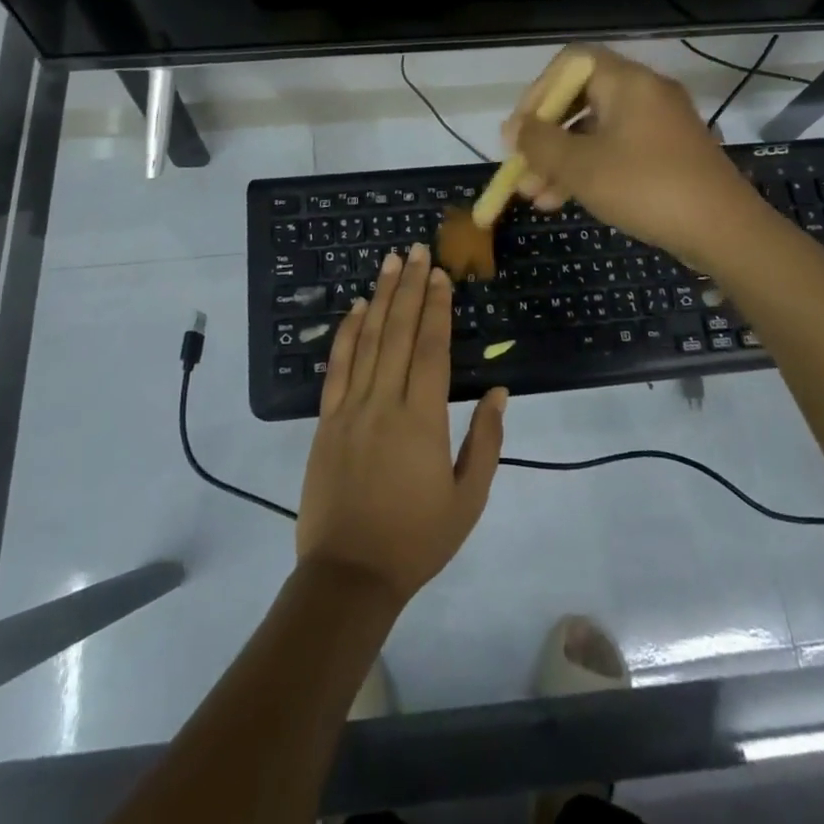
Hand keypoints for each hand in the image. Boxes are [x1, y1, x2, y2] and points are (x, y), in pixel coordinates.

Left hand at [297, 243, 506, 609]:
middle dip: (409, 287)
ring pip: (366, 340)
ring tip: (389, 263)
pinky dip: (345, 333)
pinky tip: (354, 308)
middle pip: (398, 332)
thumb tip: (497, 392)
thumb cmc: (416, 539)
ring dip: (379, 298)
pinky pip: (336, 367)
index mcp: (422, 419)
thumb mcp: (467, 499)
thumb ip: (485, 441)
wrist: (349, 573)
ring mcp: (350, 408)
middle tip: (416, 250)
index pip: (430, 348)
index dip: (436, 307)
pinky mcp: (326, 419)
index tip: (439, 275)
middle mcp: (384, 402)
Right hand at [503, 44, 763, 271]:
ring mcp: (658, 126)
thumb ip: (540, 143)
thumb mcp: (581, 167)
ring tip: (534, 197)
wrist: (725, 231)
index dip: (537, 92)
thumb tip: (514, 128)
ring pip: (594, 132)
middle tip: (521, 169)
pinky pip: (615, 152)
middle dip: (544, 137)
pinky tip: (561, 202)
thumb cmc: (646, 187)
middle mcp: (644, 94)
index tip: (520, 130)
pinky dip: (587, 171)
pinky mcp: (666, 155)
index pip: (570, 63)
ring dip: (560, 161)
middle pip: (579, 101)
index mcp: (627, 82)